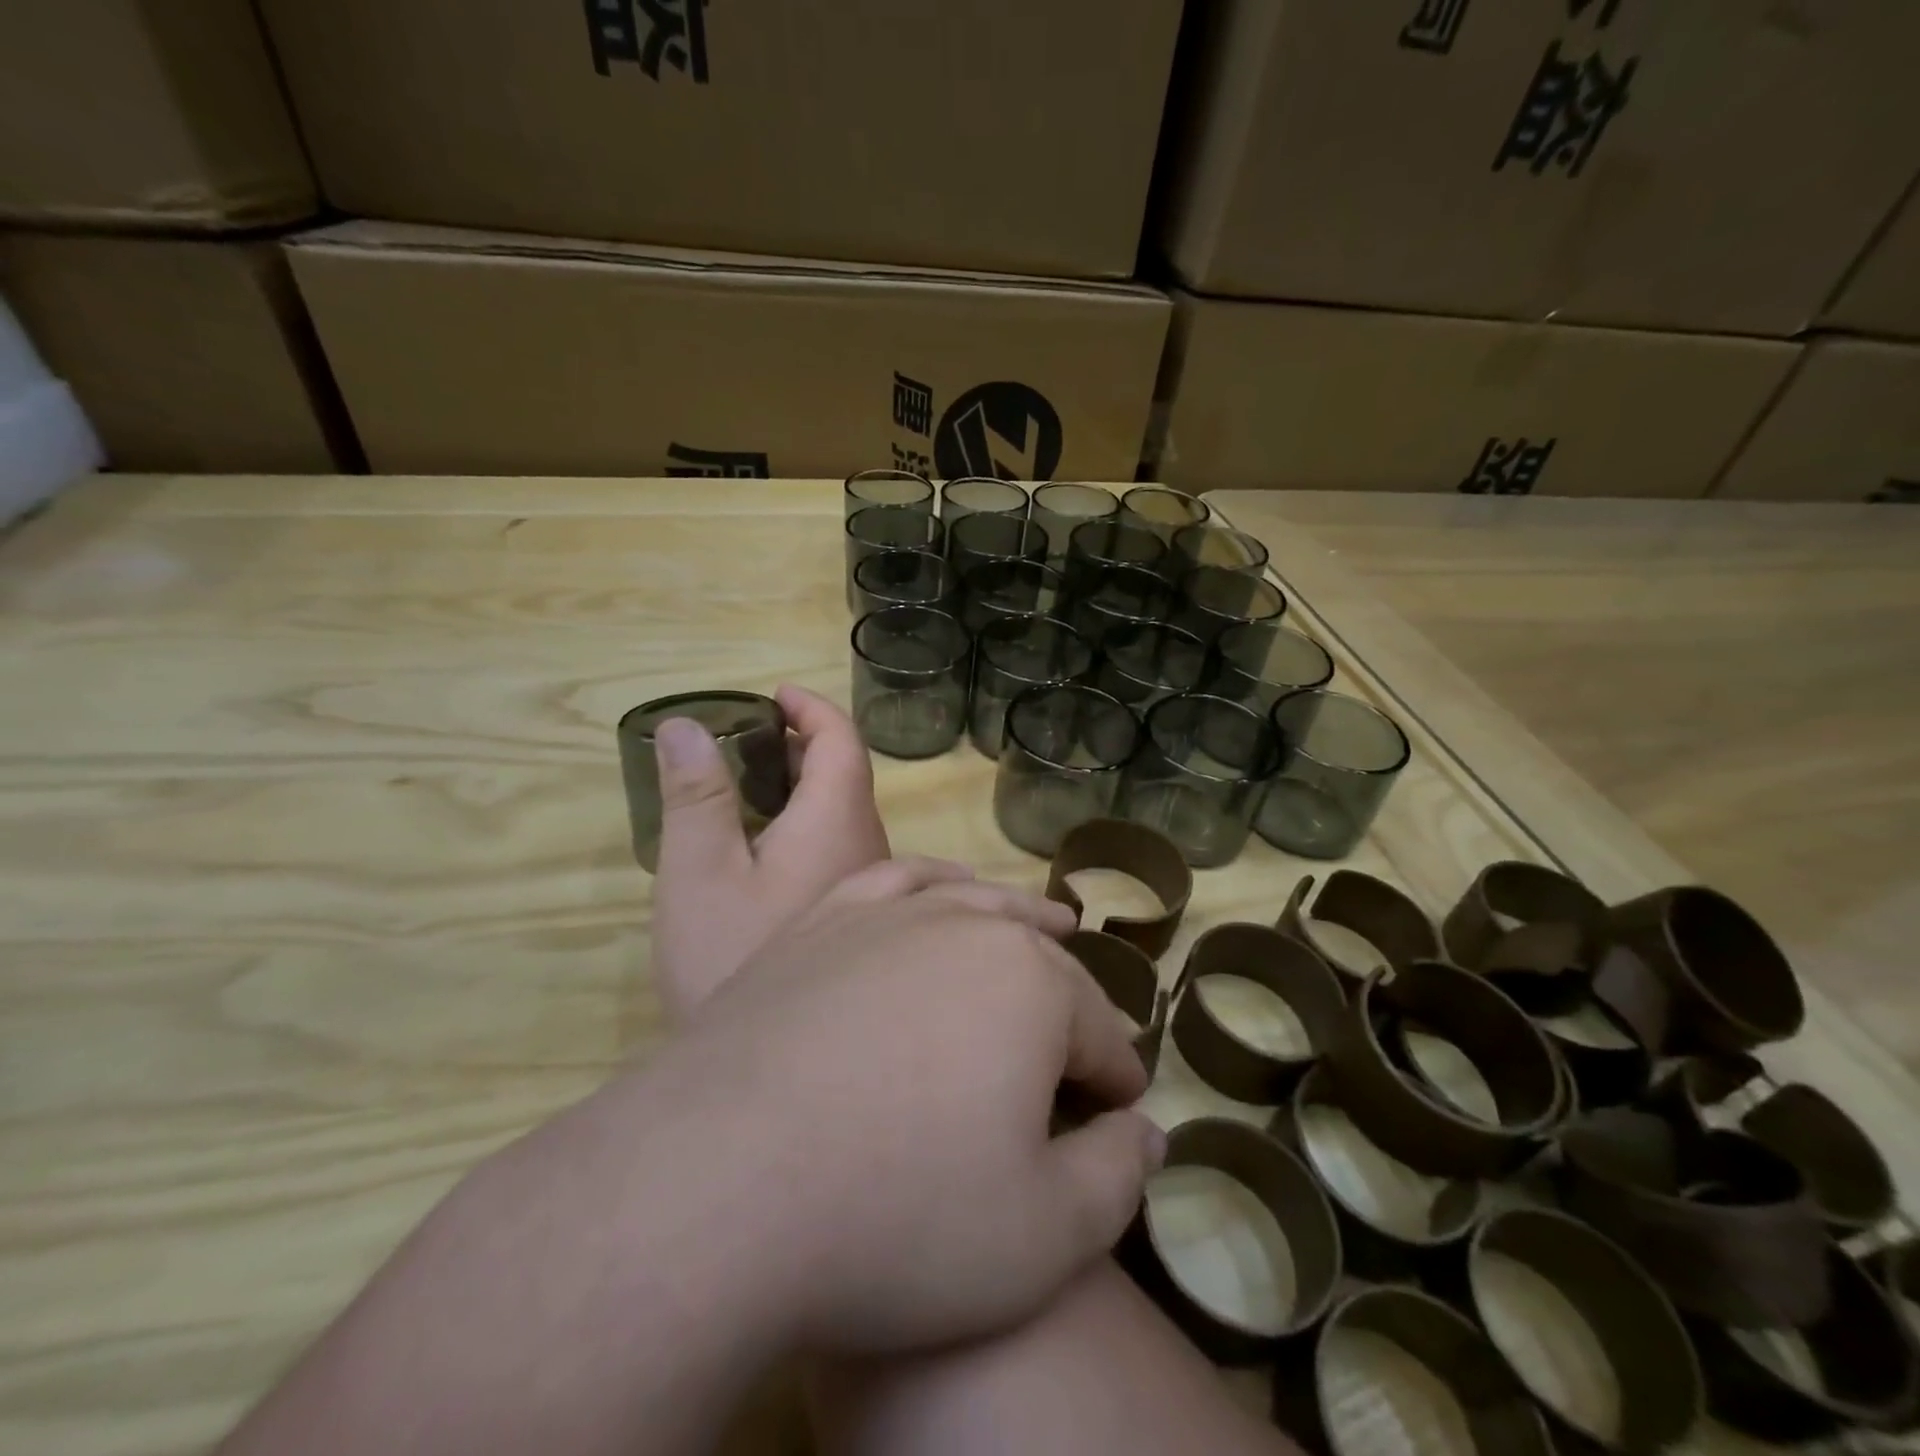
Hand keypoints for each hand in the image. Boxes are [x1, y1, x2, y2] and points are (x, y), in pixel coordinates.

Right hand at [650, 685, 889, 1019]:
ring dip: (805, 790)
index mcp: (839, 822)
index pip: (843, 742)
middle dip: (803, 747)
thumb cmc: (731, 958)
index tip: (775, 694)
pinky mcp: (863, 922)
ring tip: (749, 787)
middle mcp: (870, 847)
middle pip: (848, 777)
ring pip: (846, 817)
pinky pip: (843, 851)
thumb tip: (686, 725)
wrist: (773, 1076)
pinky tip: (767, 854)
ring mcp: (873, 889)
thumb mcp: (700, 872)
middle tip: (748, 741)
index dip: (812, 708)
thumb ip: (697, 795)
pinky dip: (808, 828)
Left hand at [650, 858, 1164, 1356]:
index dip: (1115, 1077)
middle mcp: (966, 928)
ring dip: (1015, 921)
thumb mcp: (1046, 1235)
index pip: (1101, 1032)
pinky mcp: (823, 923)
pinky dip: (930, 885)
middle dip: (1072, 1005)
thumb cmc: (899, 1214)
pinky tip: (937, 893)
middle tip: (1078, 1050)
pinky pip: (894, 884)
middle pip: (1043, 961)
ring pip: (975, 904)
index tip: (1117, 1112)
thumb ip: (1116, 1175)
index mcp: (1033, 986)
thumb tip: (1147, 1132)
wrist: (720, 1183)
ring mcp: (887, 916)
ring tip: (1043, 927)